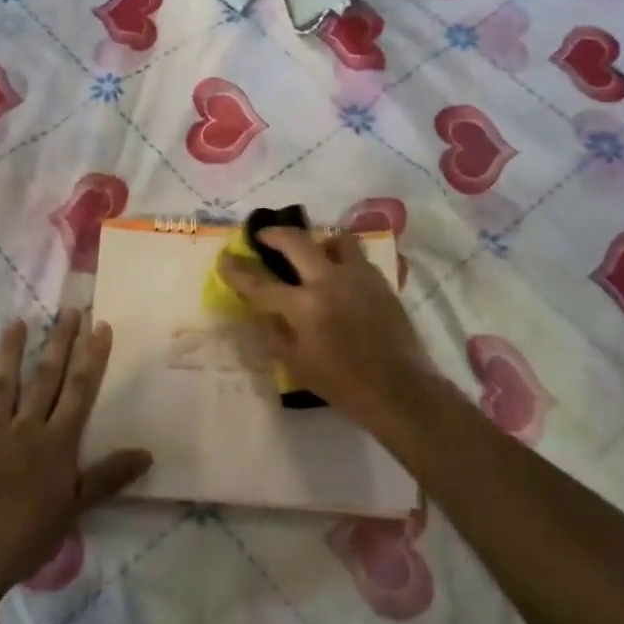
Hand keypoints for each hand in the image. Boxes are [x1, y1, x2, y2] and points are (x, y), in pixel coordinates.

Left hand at [0, 309, 151, 583]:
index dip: (92, 358)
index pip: (80, 391)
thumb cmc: (32, 532)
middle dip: (59, 343)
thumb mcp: (79, 507)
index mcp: (58, 441)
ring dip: (11, 353)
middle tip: (68, 310)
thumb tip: (148, 453)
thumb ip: (110, 476)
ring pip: (4, 386)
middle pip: (46, 379)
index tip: (100, 326)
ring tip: (17, 322)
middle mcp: (28, 427)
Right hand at [218, 227, 439, 431]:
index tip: (225, 258)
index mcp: (304, 306)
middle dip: (274, 234)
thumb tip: (263, 312)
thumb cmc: (342, 384)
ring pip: (335, 239)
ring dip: (318, 242)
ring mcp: (358, 277)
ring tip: (313, 254)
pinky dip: (342, 261)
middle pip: (296, 241)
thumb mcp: (296, 365)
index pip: (259, 283)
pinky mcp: (380, 281)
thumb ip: (276, 333)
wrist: (398, 389)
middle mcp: (329, 281)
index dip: (237, 270)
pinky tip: (340, 278)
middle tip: (264, 236)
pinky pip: (357, 259)